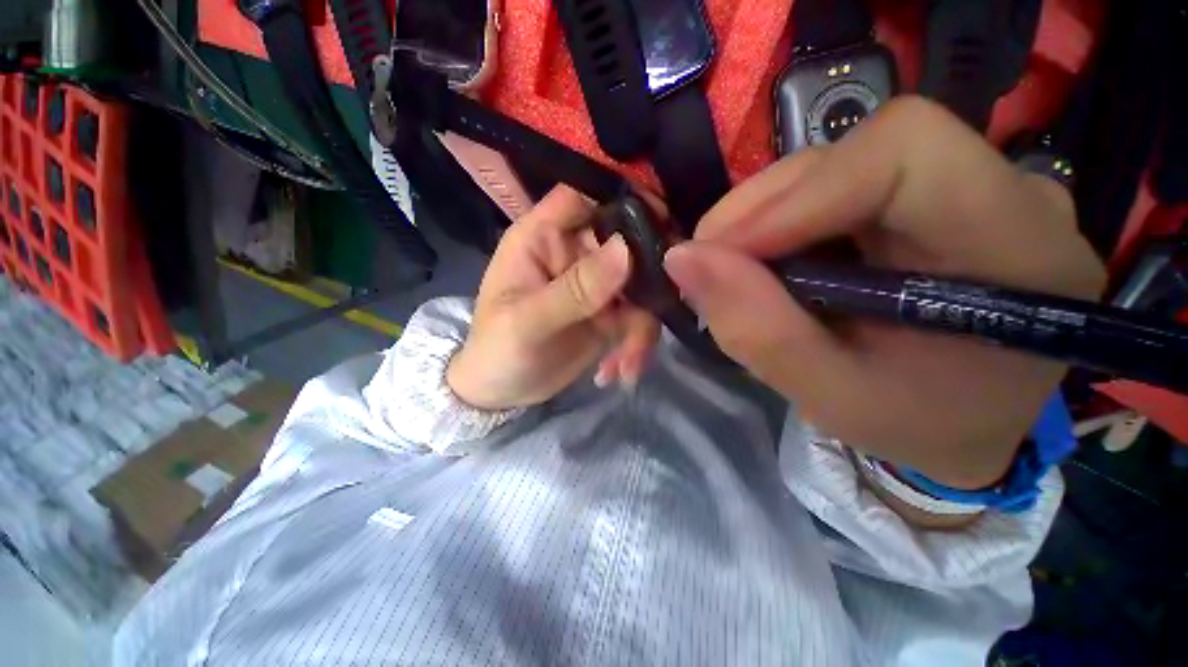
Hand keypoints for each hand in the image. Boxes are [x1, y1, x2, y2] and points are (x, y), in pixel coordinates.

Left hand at [447, 186, 659, 410]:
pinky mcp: (610, 314)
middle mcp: (574, 255)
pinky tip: (620, 371)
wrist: (503, 392)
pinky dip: (637, 343)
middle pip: (625, 239)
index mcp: (542, 239)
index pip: (582, 197)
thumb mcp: (527, 323)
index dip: (620, 197)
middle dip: (650, 271)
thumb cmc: (497, 350)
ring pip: (639, 284)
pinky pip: (639, 316)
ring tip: (628, 364)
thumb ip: (575, 289)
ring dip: (643, 325)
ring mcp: (596, 285)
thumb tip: (625, 251)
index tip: (662, 217)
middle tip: (667, 301)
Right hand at [663, 98, 1105, 488]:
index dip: (799, 194)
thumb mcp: (828, 394)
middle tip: (711, 267)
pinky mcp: (932, 195)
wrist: (967, 424)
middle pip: (858, 152)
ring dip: (765, 218)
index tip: (725, 252)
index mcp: (1016, 249)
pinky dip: (784, 223)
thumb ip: (755, 328)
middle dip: (762, 209)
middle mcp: (1005, 195)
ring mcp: (971, 186)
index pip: (902, 152)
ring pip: (838, 164)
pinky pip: (838, 185)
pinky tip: (772, 264)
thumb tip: (681, 260)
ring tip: (737, 274)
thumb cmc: (914, 425)